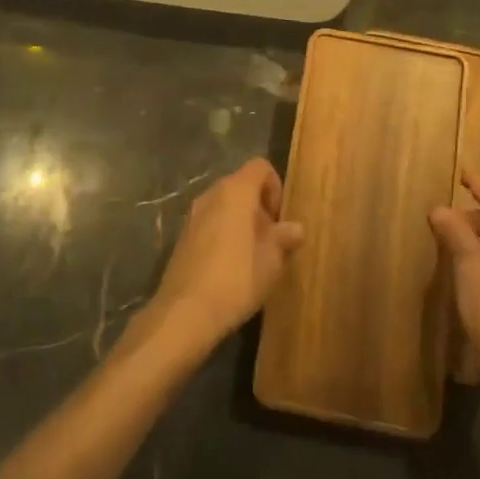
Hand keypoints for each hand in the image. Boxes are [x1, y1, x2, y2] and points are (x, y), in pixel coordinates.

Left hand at [146, 159, 303, 355]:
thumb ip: (284, 238)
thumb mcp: (271, 260)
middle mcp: (212, 194)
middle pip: (242, 185)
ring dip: (242, 221)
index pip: (260, 167)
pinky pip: (211, 222)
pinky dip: (224, 233)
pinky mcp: (183, 236)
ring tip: (253, 255)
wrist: (185, 312)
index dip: (275, 187)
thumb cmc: (237, 278)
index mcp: (236, 191)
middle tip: (271, 240)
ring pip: (225, 205)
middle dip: (260, 207)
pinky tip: (230, 266)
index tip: (279, 219)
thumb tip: (297, 228)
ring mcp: (193, 214)